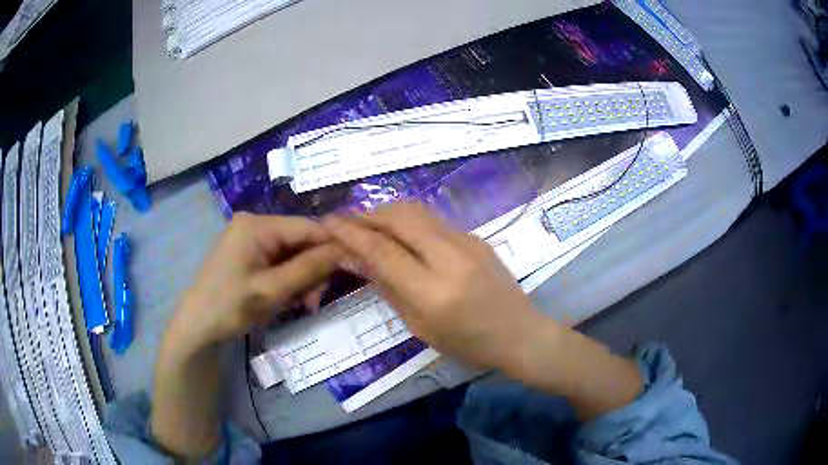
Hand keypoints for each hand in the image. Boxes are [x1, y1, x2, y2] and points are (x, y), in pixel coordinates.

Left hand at [169, 213, 343, 353]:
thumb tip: (346, 249)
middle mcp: (254, 225)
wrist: (196, 328)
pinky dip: (287, 281)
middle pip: (299, 241)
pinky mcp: (247, 255)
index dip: (331, 246)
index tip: (350, 271)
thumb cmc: (230, 306)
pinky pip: (278, 262)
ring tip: (301, 304)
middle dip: (312, 269)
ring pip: (291, 254)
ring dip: (301, 279)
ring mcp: (249, 240)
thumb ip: (309, 268)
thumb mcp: (272, 290)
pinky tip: (286, 299)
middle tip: (314, 300)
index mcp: (257, 225)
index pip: (307, 227)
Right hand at [323, 203, 544, 371]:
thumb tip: (356, 258)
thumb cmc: (468, 344)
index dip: (350, 233)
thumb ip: (388, 287)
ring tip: (368, 223)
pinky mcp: (476, 237)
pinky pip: (434, 220)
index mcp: (433, 291)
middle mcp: (449, 258)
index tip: (328, 223)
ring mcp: (467, 242)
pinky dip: (408, 220)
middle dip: (366, 215)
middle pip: (399, 218)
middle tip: (346, 222)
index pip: (382, 250)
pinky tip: (400, 232)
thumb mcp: (420, 326)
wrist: (520, 333)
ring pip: (417, 211)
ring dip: (387, 212)